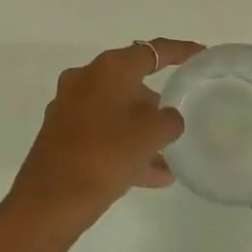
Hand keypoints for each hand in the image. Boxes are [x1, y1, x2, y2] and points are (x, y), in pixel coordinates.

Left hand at [8, 39, 201, 228]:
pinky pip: (103, 134)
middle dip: (155, 102)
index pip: (152, 51)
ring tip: (169, 157)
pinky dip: (125, 147)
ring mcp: (69, 107)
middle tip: (177, 119)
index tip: (200, 53)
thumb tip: (167, 118)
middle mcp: (85, 79)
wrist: (51, 200)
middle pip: (130, 82)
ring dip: (141, 131)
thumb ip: (169, 120)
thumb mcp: (151, 135)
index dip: (179, 51)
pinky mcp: (61, 135)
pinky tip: (152, 176)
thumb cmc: (106, 154)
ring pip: (116, 112)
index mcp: (108, 69)